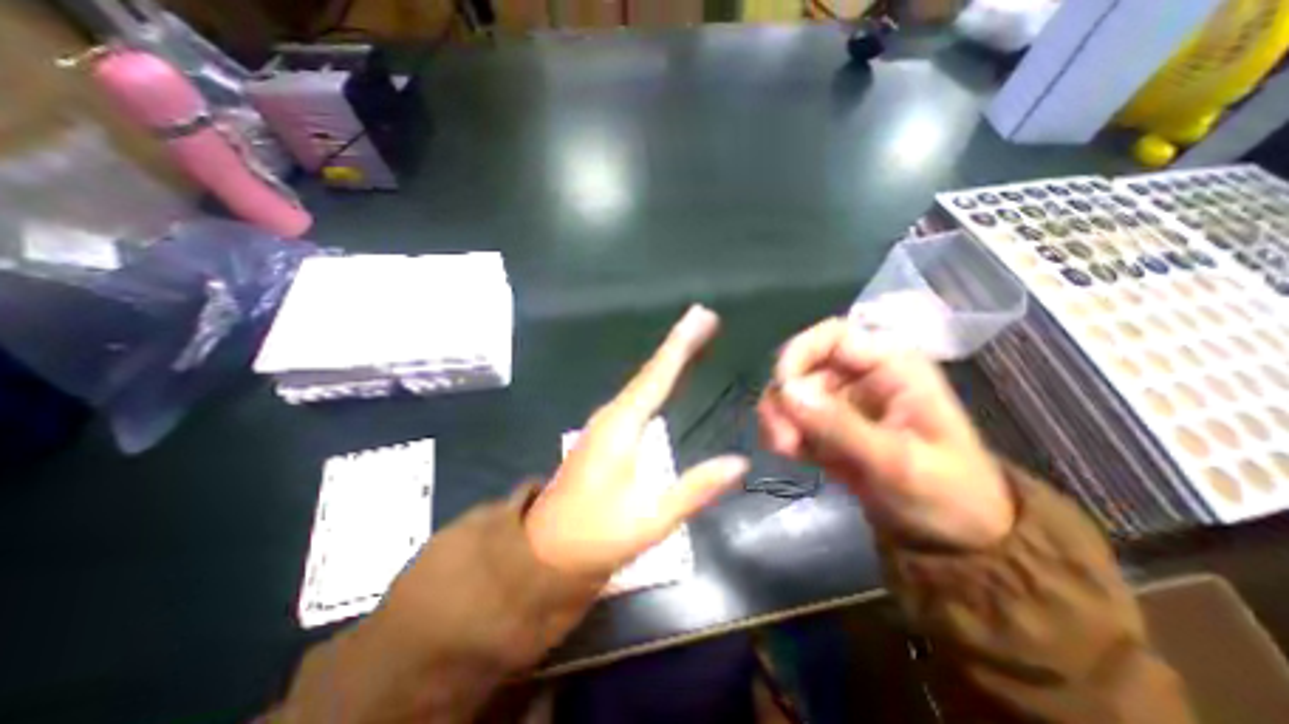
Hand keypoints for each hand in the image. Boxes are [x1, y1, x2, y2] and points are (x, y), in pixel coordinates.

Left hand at [521, 302, 746, 575]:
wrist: (546, 551)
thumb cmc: (597, 535)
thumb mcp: (651, 519)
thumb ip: (695, 488)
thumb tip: (738, 462)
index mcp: (621, 427)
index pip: (657, 376)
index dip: (680, 345)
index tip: (700, 317)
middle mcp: (611, 415)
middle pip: (650, 371)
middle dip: (678, 343)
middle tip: (705, 318)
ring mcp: (605, 422)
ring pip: (641, 381)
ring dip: (667, 358)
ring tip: (692, 338)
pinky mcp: (604, 432)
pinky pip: (636, 395)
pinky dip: (656, 378)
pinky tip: (665, 376)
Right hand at [759, 317, 1017, 549]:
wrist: (954, 537)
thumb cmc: (948, 494)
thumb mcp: (899, 462)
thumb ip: (841, 426)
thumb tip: (786, 393)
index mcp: (891, 366)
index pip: (833, 336)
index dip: (799, 352)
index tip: (782, 386)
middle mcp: (859, 376)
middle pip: (802, 367)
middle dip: (784, 399)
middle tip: (783, 440)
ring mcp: (840, 402)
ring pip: (790, 393)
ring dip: (777, 417)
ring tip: (785, 449)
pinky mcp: (825, 427)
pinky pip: (790, 419)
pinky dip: (781, 432)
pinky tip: (789, 454)